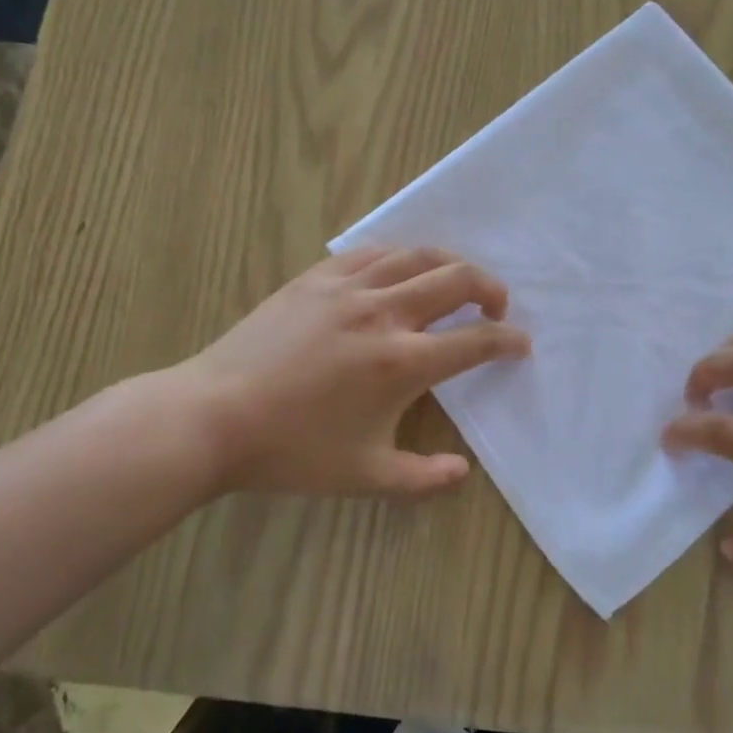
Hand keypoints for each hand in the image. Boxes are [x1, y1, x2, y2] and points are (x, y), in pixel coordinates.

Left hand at [180, 248, 528, 497]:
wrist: (212, 418)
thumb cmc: (293, 451)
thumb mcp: (365, 477)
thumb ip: (424, 478)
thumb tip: (463, 472)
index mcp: (402, 363)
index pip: (474, 341)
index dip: (507, 341)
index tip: (520, 344)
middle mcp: (384, 313)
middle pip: (455, 280)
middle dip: (489, 288)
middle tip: (497, 306)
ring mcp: (346, 289)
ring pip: (416, 255)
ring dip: (450, 264)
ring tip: (458, 281)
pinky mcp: (315, 279)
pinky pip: (370, 254)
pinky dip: (400, 257)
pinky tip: (400, 270)